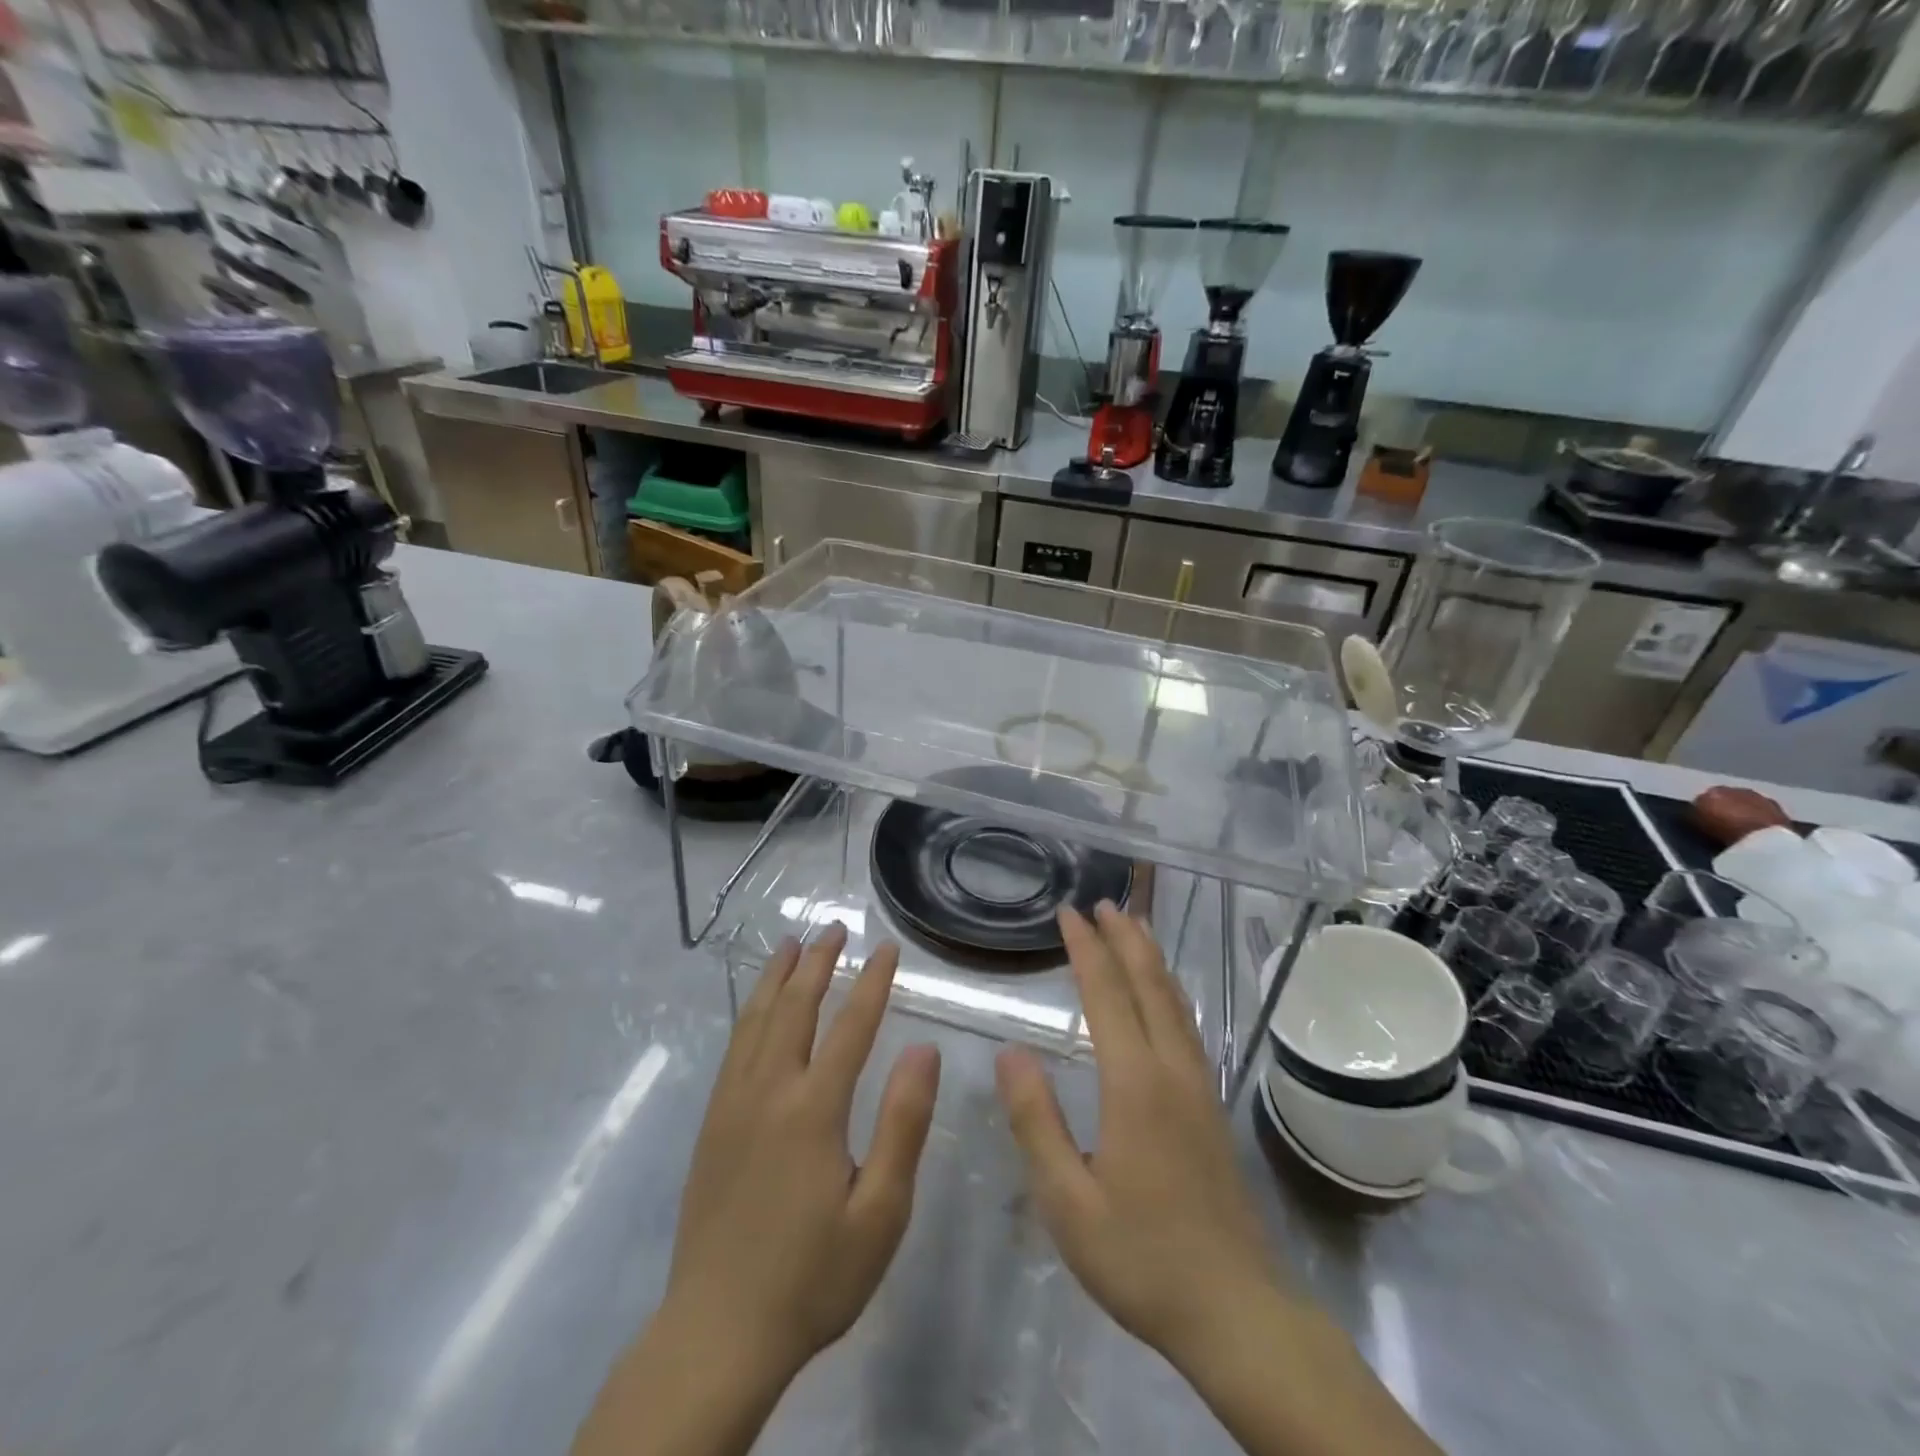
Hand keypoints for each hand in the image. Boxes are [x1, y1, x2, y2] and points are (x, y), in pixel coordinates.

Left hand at [665, 926, 940, 1380]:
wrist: (718, 1333)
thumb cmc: (813, 1276)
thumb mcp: (880, 1211)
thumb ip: (903, 1124)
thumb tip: (923, 1048)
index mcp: (813, 1108)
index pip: (850, 1026)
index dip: (873, 982)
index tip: (888, 948)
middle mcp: (769, 1091)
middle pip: (795, 1008)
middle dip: (819, 962)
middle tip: (834, 927)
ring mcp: (733, 1105)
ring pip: (757, 1020)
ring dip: (778, 977)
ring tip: (792, 944)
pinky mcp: (712, 1124)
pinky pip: (734, 1048)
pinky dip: (751, 1012)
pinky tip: (757, 1008)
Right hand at [994, 903, 1279, 1371]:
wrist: (1236, 1311)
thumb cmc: (1141, 1257)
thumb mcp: (1068, 1202)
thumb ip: (1037, 1122)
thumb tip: (1011, 1052)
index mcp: (1135, 1084)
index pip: (1107, 996)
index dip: (1087, 950)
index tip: (1069, 913)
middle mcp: (1172, 1070)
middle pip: (1149, 985)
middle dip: (1125, 938)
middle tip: (1103, 902)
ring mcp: (1199, 1087)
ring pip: (1175, 1002)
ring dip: (1151, 959)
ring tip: (1135, 927)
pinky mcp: (1211, 1107)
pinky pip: (1188, 1026)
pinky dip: (1170, 992)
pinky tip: (1165, 996)